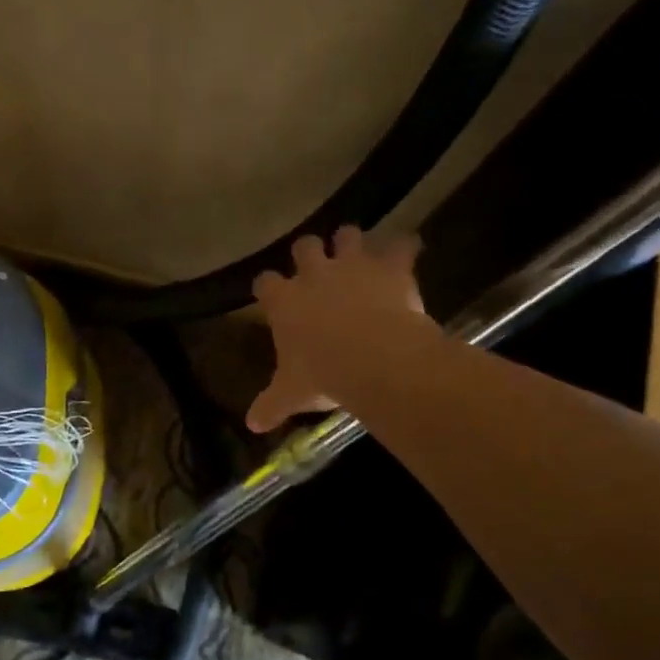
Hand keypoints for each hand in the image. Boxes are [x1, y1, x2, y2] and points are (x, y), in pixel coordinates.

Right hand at [247, 226, 429, 433]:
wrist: (374, 359)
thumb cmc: (323, 375)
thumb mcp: (291, 394)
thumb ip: (270, 405)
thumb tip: (252, 425)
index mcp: (284, 302)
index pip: (265, 283)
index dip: (267, 287)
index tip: (271, 294)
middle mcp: (314, 274)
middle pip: (304, 246)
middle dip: (309, 252)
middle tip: (316, 266)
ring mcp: (353, 265)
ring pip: (348, 235)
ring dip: (352, 242)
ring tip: (358, 255)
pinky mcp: (390, 266)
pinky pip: (401, 245)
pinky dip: (405, 248)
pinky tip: (407, 253)